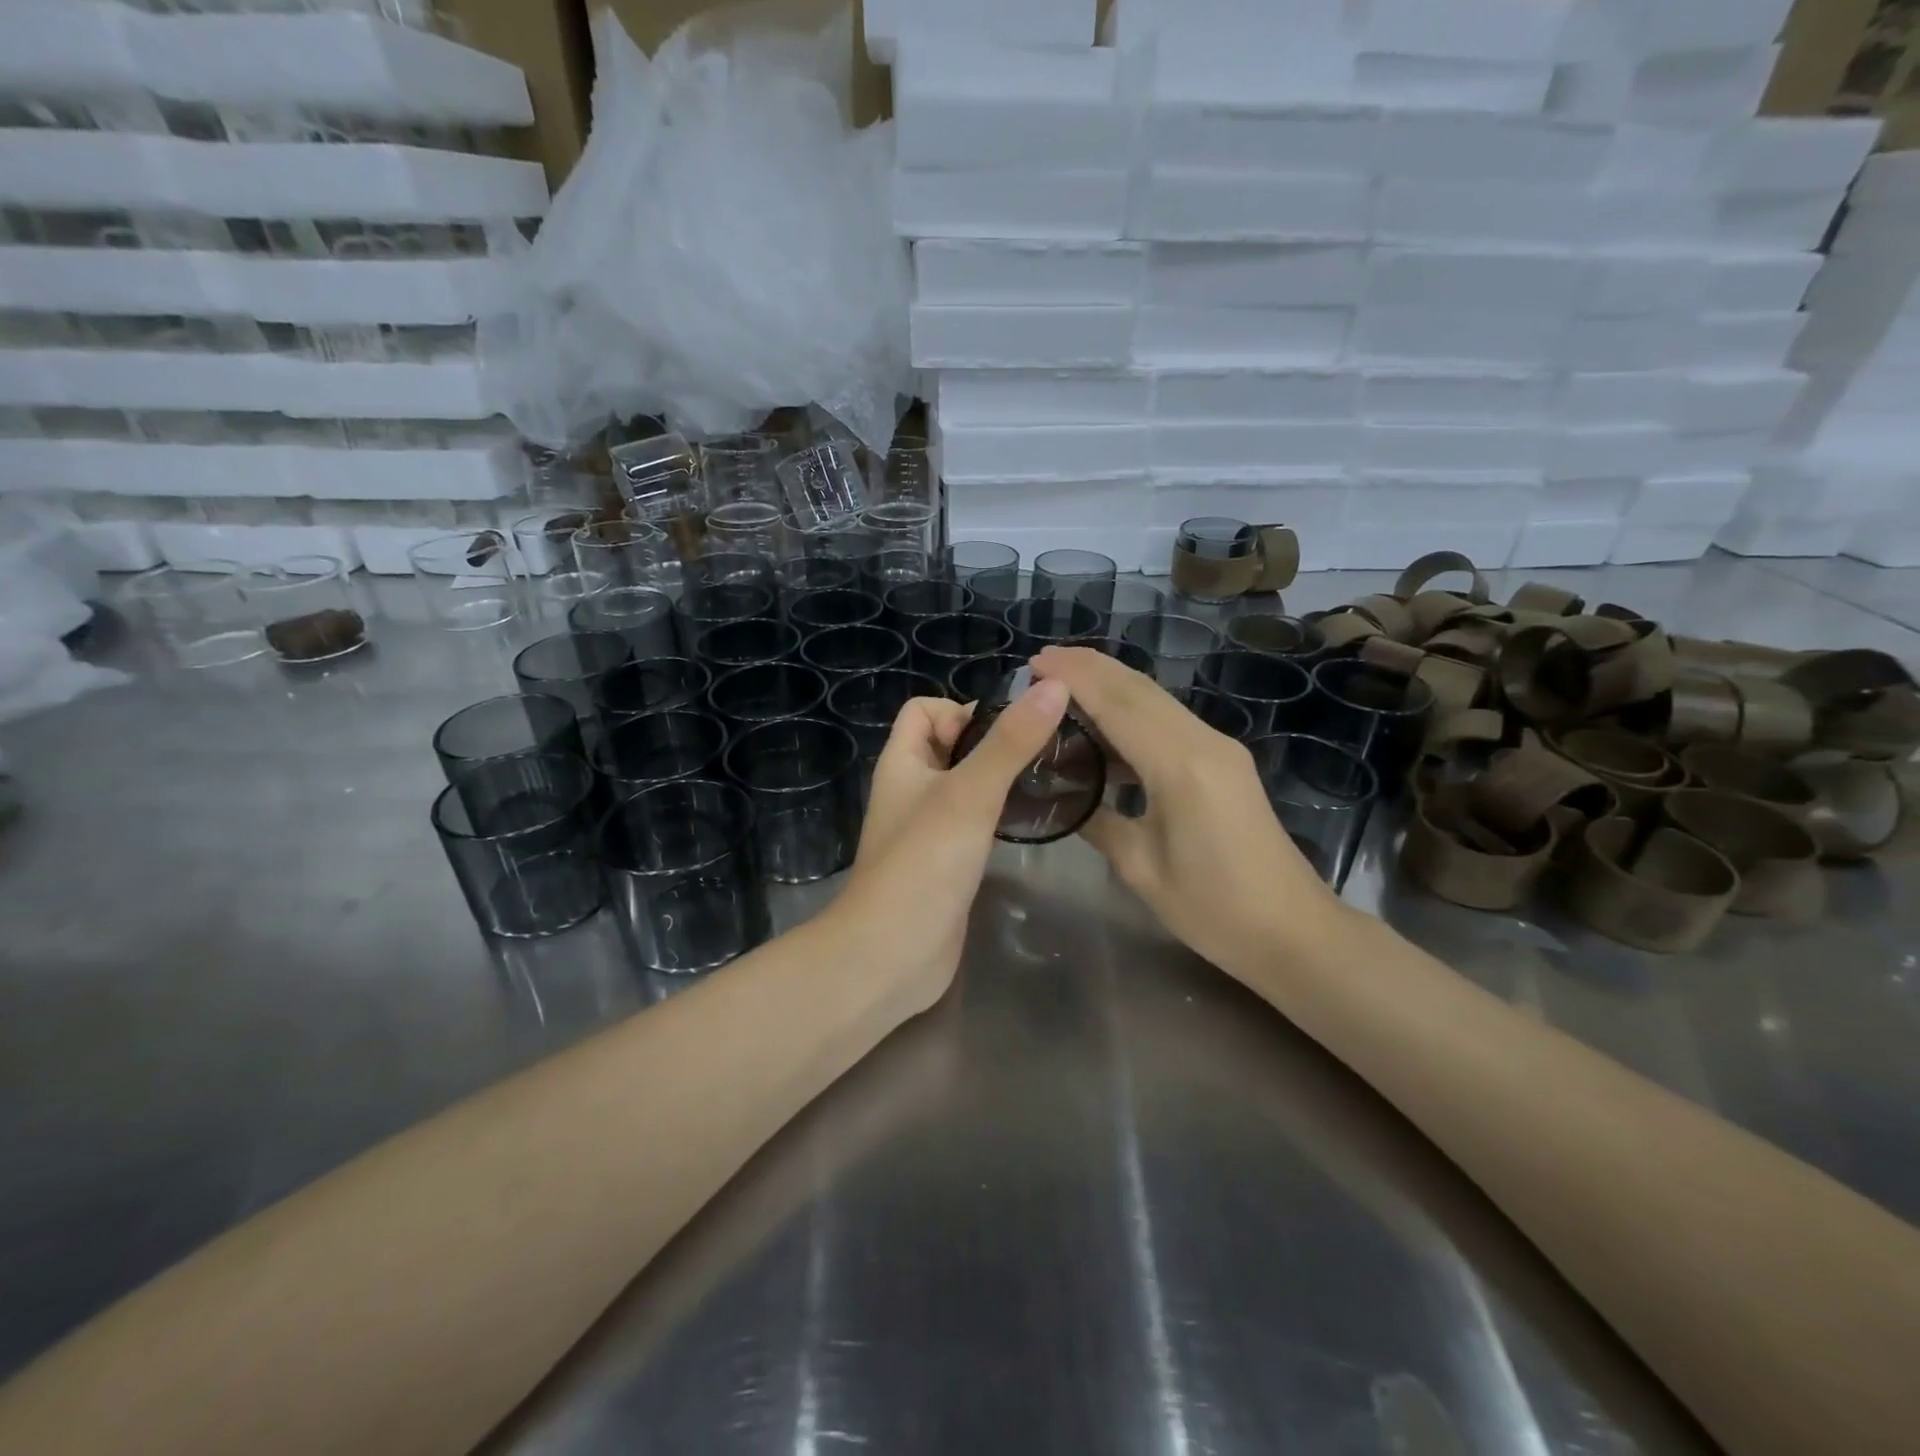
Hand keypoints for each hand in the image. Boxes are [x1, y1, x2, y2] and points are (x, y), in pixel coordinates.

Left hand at [827, 680, 1071, 1013]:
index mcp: (902, 763)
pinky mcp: (946, 863)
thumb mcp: (971, 793)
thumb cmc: (924, 863)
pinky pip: (973, 823)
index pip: (925, 710)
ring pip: (965, 786)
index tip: (1008, 732)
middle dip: (992, 743)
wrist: (892, 954)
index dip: (962, 710)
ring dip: (999, 780)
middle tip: (1043, 754)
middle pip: (950, 746)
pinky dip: (998, 817)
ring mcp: (927, 829)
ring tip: (1047, 783)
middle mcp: (911, 790)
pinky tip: (1029, 824)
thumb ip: (1011, 742)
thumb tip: (1055, 685)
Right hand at [1030, 646, 1349, 977]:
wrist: (1292, 931)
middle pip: (1139, 688)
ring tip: (1060, 687)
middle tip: (1040, 662)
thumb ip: (1097, 821)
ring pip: (1155, 700)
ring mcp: (1218, 748)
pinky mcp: (1222, 761)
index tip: (1034, 663)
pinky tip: (1102, 726)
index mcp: (1181, 766)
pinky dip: (1129, 711)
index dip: (1074, 678)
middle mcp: (1203, 742)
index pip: (1119, 704)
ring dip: (1109, 685)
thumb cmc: (1213, 910)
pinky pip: (1167, 721)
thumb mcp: (1140, 868)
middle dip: (1089, 667)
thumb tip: (1064, 795)